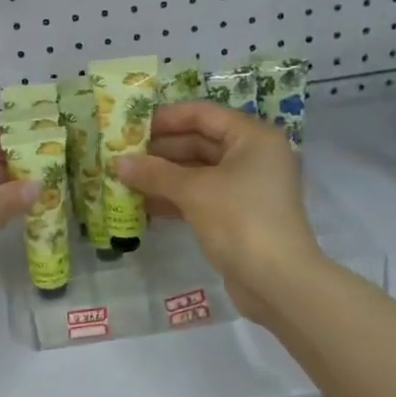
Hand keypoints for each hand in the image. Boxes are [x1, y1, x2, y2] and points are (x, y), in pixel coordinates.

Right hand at [115, 102, 322, 327]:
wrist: (278, 282)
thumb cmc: (240, 221)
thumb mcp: (194, 191)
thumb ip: (155, 173)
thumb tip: (117, 162)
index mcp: (252, 137)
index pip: (203, 113)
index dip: (166, 117)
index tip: (130, 125)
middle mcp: (253, 156)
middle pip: (200, 141)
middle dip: (160, 150)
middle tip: (121, 154)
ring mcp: (247, 187)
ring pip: (198, 171)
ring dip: (163, 175)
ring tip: (125, 178)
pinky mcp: (238, 214)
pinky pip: (201, 196)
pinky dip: (175, 197)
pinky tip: (143, 204)